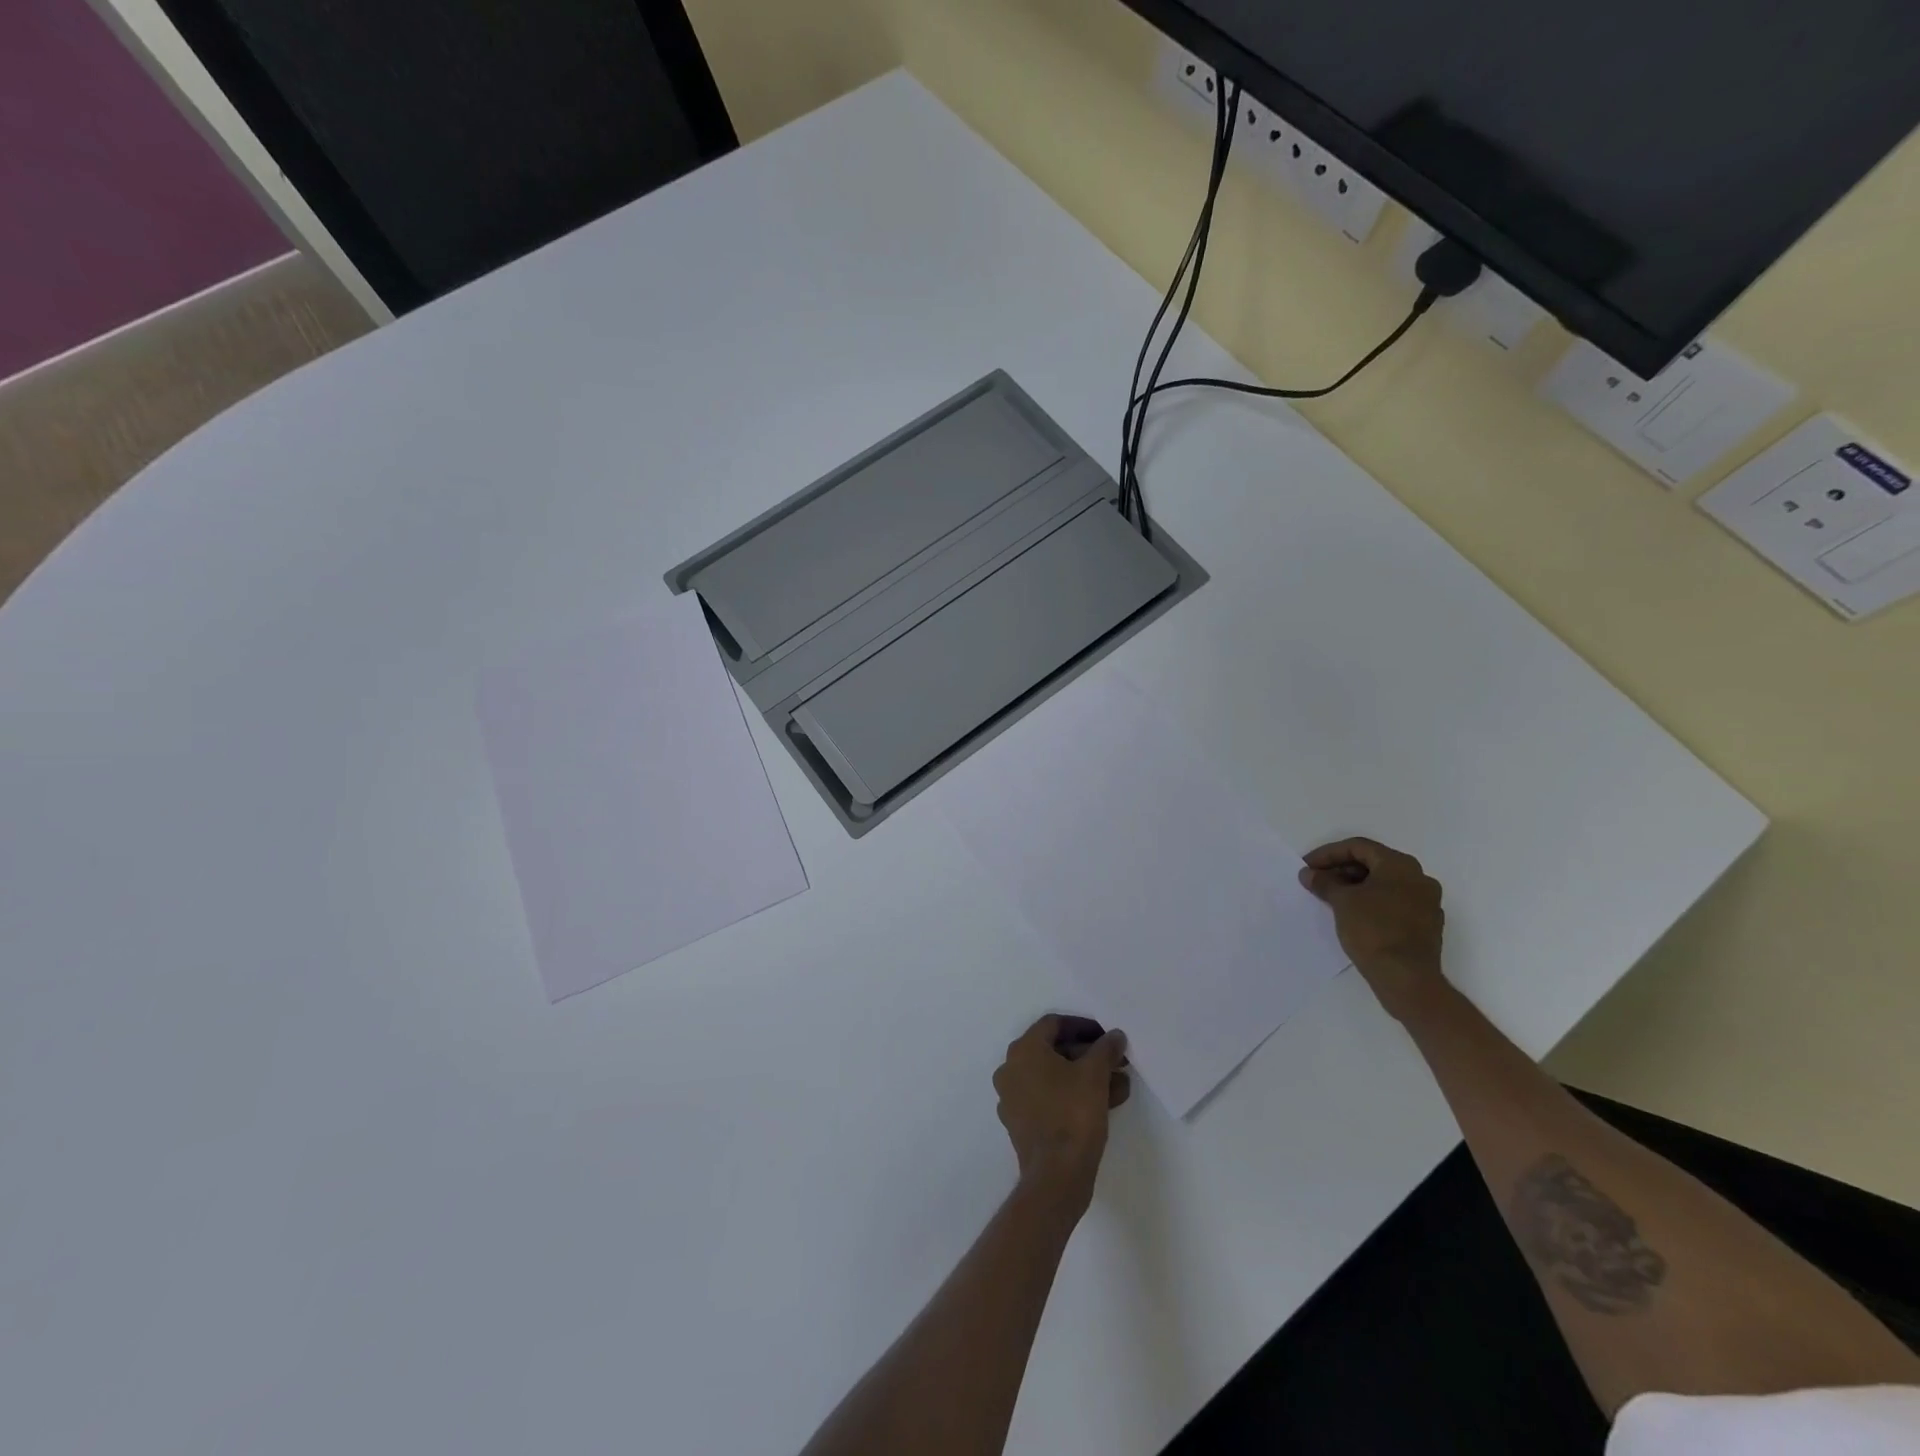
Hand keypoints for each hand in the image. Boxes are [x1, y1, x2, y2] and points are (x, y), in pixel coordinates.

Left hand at [993, 1015, 1129, 1212]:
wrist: (1056, 1176)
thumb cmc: (1073, 1114)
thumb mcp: (1095, 1074)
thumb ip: (1105, 1049)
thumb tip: (1114, 1035)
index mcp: (1023, 1050)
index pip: (1054, 1024)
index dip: (1083, 1026)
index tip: (1107, 1037)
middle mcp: (1011, 1069)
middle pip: (1053, 1051)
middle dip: (1088, 1055)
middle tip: (1115, 1062)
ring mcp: (1012, 1098)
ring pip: (1053, 1077)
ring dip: (1085, 1077)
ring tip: (1118, 1086)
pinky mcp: (1020, 1124)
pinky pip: (1048, 1099)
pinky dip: (1072, 1096)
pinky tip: (1103, 1105)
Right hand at [1299, 837, 1446, 1019]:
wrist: (1406, 978)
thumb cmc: (1373, 930)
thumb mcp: (1342, 902)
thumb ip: (1324, 882)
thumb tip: (1309, 874)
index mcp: (1400, 865)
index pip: (1358, 847)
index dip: (1328, 854)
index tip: (1307, 867)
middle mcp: (1419, 878)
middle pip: (1373, 863)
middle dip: (1341, 870)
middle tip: (1317, 881)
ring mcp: (1426, 902)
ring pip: (1384, 884)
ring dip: (1355, 886)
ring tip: (1330, 898)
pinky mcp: (1426, 925)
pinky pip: (1394, 902)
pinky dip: (1371, 902)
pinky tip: (1352, 915)